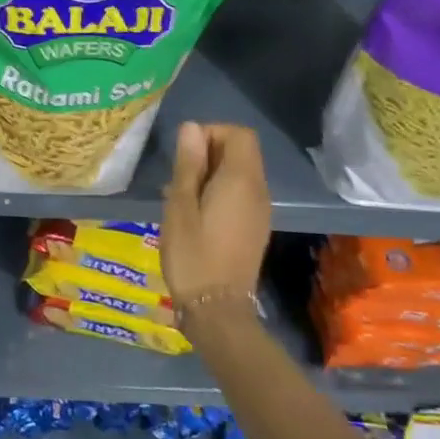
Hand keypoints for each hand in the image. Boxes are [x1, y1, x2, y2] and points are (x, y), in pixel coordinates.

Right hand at [161, 122, 270, 317]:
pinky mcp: (255, 228)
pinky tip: (195, 214)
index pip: (239, 134)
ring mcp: (260, 211)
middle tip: (178, 176)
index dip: (212, 132)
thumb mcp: (180, 206)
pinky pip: (241, 194)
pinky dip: (220, 191)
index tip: (185, 153)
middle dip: (210, 152)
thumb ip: (188, 165)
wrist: (217, 310)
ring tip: (181, 195)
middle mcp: (258, 190)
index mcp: (241, 180)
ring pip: (241, 173)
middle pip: (242, 151)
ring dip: (212, 173)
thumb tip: (191, 128)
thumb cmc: (192, 255)